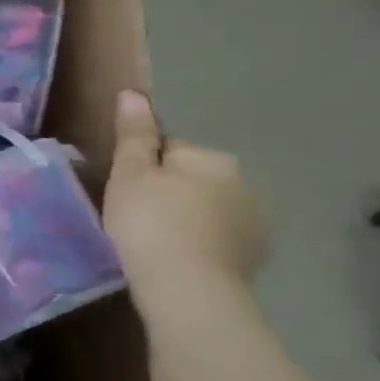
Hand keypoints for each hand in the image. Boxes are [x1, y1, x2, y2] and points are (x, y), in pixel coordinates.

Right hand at [104, 90, 267, 297]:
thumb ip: (134, 134)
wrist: (188, 287)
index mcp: (211, 158)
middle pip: (192, 177)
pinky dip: (201, 241)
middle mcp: (243, 182)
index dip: (142, 167)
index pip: (169, 149)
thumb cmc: (149, 221)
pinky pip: (219, 236)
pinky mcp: (255, 254)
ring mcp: (255, 221)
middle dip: (169, 190)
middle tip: (135, 215)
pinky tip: (179, 256)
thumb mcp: (129, 173)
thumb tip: (134, 93)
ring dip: (187, 216)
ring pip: (208, 207)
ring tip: (156, 239)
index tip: (124, 190)